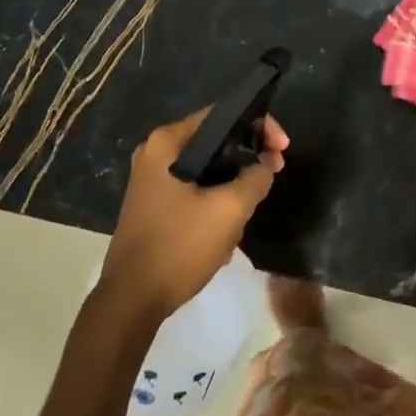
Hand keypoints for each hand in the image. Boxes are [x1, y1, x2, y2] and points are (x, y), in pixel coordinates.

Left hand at [100, 108, 289, 319]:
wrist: (132, 300)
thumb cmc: (179, 247)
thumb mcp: (229, 210)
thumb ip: (255, 178)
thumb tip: (265, 166)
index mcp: (168, 142)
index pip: (223, 115)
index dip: (260, 126)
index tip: (282, 150)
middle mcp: (156, 152)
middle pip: (216, 140)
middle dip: (248, 157)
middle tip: (274, 173)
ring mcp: (152, 179)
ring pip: (208, 168)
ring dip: (233, 184)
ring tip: (249, 209)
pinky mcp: (154, 203)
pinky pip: (195, 188)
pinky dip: (216, 198)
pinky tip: (227, 225)